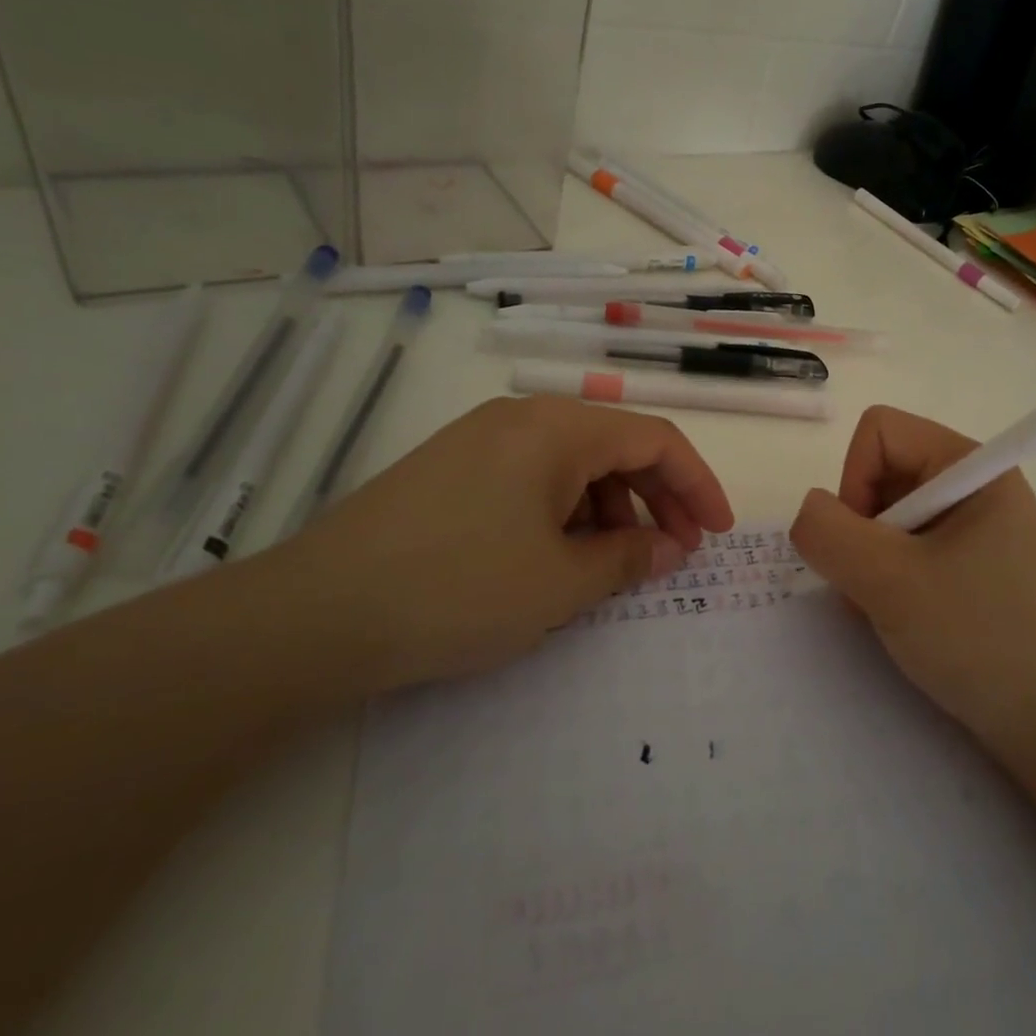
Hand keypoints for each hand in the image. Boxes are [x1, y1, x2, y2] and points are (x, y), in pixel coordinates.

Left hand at [268, 395, 733, 691]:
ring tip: (616, 566)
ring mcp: (480, 444)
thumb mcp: (560, 582)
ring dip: (610, 511)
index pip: (655, 439)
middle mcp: (520, 420)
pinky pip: (532, 483)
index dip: (698, 485)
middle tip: (676, 555)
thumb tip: (670, 548)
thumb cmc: (459, 589)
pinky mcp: (451, 473)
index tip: (719, 534)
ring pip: (572, 467)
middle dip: (657, 500)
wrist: (316, 615)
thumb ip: (629, 558)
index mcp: (555, 428)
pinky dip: (564, 516)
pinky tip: (559, 559)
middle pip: (615, 448)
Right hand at [790, 406, 1035, 763]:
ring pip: (889, 514)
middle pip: (883, 471)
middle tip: (875, 585)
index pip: (880, 432)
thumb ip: (829, 533)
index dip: (854, 479)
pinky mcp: (974, 565)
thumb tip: (809, 511)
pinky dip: (890, 577)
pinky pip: (909, 547)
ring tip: (890, 609)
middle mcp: (976, 485)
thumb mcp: (890, 582)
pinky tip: (904, 618)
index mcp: (973, 467)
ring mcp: (977, 527)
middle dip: (862, 527)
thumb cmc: (979, 639)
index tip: (866, 545)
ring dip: (872, 559)